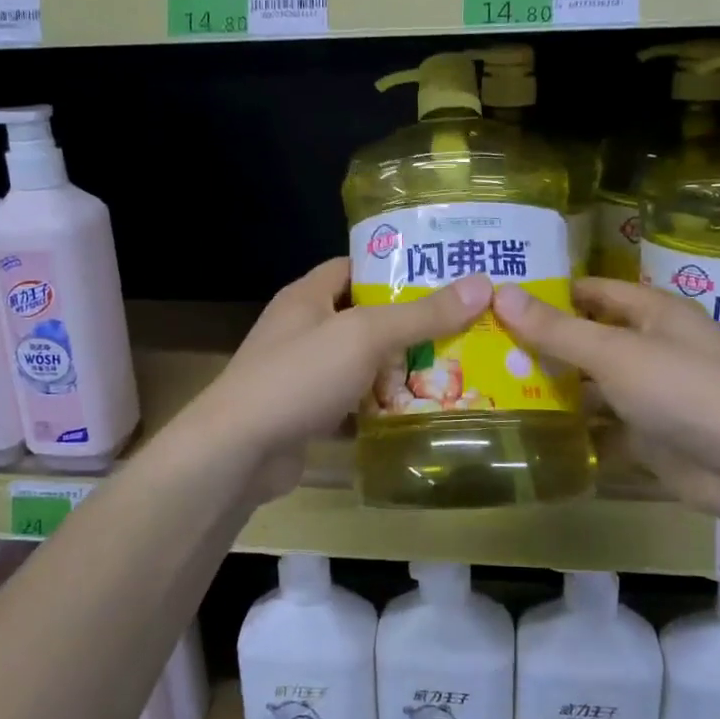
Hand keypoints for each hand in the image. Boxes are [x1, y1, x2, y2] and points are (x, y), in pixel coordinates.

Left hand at [197, 259, 492, 505]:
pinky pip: (352, 402)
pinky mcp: (306, 414)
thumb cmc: (299, 376)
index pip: (355, 266)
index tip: (445, 274)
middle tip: (465, 326)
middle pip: (364, 317)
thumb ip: (421, 314)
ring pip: (361, 363)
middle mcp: (303, 329)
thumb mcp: (364, 336)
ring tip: (455, 368)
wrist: (238, 452)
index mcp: (308, 296)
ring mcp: (302, 374)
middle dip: (410, 323)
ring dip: (398, 368)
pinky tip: (418, 412)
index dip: (397, 267)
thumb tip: (481, 285)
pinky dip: (379, 407)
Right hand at [492, 278, 719, 530]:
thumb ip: (557, 329)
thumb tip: (501, 293)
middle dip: (545, 344)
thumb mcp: (614, 353)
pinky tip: (533, 431)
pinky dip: (576, 428)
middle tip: (487, 348)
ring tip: (497, 388)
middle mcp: (653, 347)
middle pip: (590, 339)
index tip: (501, 299)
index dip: (551, 292)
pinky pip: (604, 425)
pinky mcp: (650, 435)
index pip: (594, 292)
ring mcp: (652, 394)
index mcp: (654, 313)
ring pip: (594, 385)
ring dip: (556, 388)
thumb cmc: (683, 390)